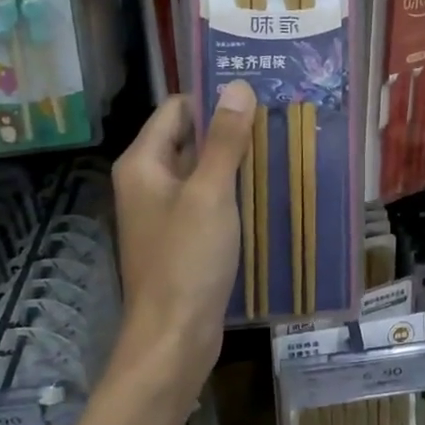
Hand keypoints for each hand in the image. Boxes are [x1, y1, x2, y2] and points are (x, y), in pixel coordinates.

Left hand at [109, 82, 257, 401]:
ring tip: (281, 147)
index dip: (214, 99)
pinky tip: (267, 189)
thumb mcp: (211, 193)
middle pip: (190, 138)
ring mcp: (164, 211)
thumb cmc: (187, 260)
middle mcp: (148, 181)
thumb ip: (224, 140)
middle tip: (278, 118)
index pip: (178, 109)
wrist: (174, 338)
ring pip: (203, 170)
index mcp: (143, 163)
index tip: (258, 94)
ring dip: (235, 160)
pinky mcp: (182, 237)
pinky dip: (233, 191)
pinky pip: (208, 199)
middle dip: (230, 129)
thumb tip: (237, 86)